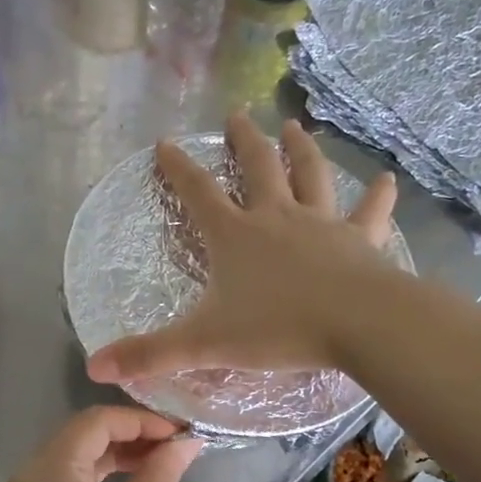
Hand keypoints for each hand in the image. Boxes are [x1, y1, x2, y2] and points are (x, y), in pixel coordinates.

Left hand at [0, 407, 203, 481]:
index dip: (142, 420)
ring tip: (163, 465)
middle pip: (82, 436)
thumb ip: (160, 474)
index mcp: (48, 469)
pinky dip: (99, 481)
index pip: (96, 421)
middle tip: (178, 448)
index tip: (182, 434)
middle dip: (131, 436)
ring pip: (75, 461)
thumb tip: (186, 441)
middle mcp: (28, 477)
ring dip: (117, 458)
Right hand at [86, 113, 399, 384]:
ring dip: (300, 150)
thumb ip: (149, 354)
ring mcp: (320, 224)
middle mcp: (275, 217)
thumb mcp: (203, 343)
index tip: (165, 143)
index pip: (197, 193)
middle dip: (243, 140)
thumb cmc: (277, 328)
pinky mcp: (358, 240)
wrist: (358, 324)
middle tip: (237, 115)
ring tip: (293, 127)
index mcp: (234, 236)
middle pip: (257, 167)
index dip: (178, 168)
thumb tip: (94, 367)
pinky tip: (387, 180)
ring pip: (309, 176)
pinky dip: (377, 196)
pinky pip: (368, 213)